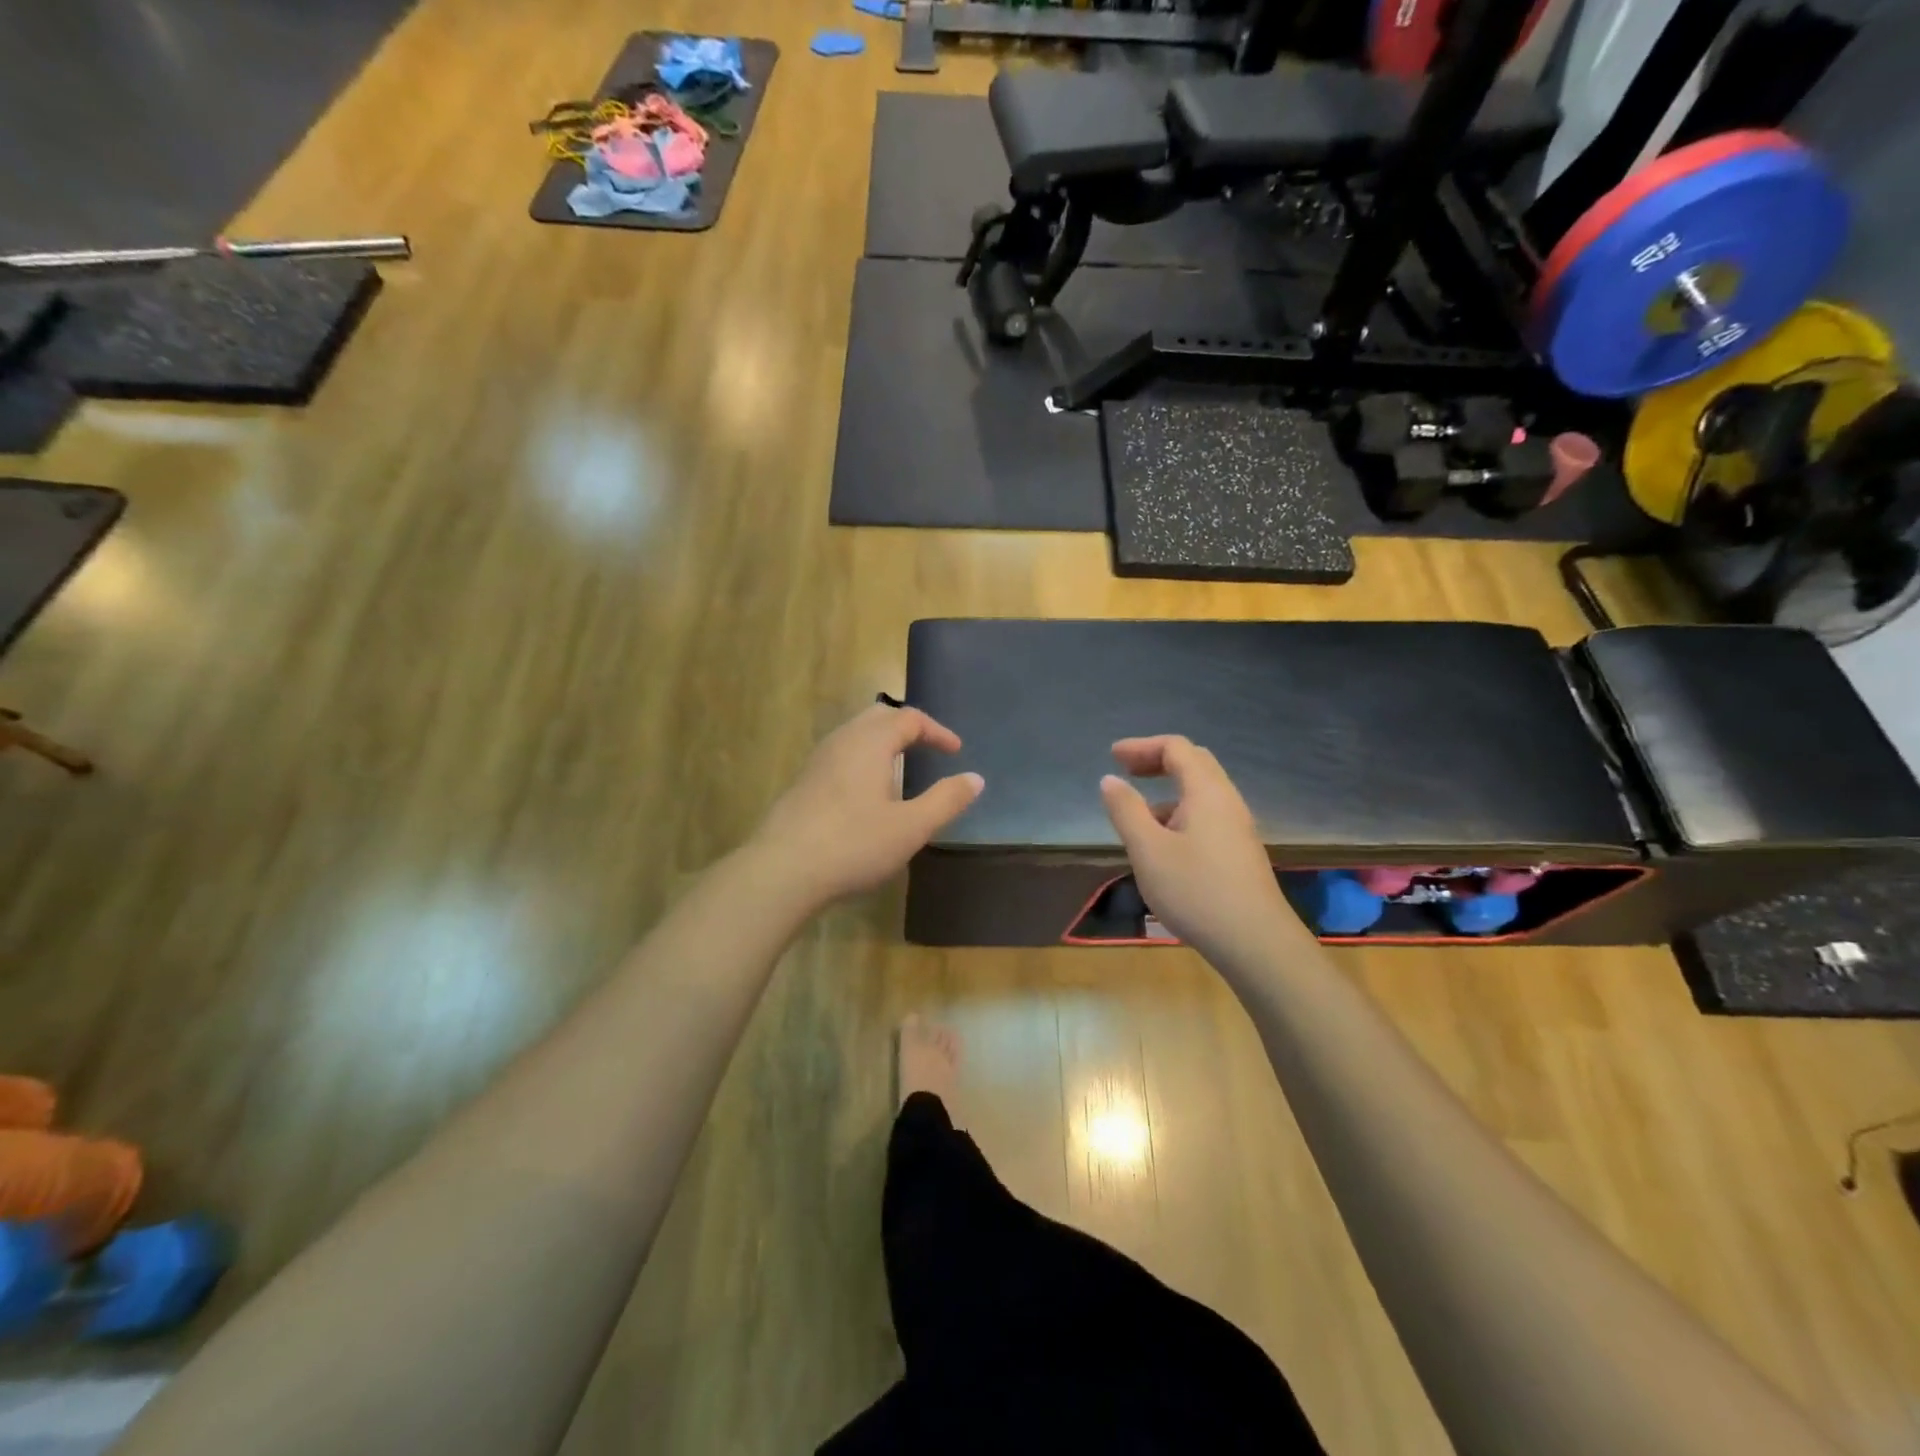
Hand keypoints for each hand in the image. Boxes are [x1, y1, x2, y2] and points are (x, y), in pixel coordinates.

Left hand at [753, 704, 983, 905]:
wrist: (782, 870)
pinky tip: (866, 793)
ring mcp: (817, 760)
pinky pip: (840, 755)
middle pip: (878, 716)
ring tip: (901, 769)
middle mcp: (841, 741)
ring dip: (883, 743)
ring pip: (855, 734)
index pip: (909, 719)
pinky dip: (863, 759)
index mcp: (870, 742)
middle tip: (928, 749)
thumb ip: (946, 800)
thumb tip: (975, 779)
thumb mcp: (911, 827)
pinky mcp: (803, 782)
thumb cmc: (853, 844)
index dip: (936, 731)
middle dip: (907, 727)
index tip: (955, 751)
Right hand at [1100, 736, 1299, 964]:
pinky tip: (1163, 845)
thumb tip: (1110, 780)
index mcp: (1206, 792)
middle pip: (1194, 763)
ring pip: (1201, 792)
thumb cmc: (1196, 891)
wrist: (1255, 943)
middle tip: (1126, 772)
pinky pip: (1207, 816)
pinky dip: (1179, 812)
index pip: (1176, 748)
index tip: (1112, 757)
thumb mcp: (1148, 850)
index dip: (1142, 747)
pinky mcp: (1239, 852)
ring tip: (1137, 814)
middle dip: (1157, 760)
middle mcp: (1227, 801)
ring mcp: (1238, 828)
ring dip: (1168, 790)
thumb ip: (1126, 810)